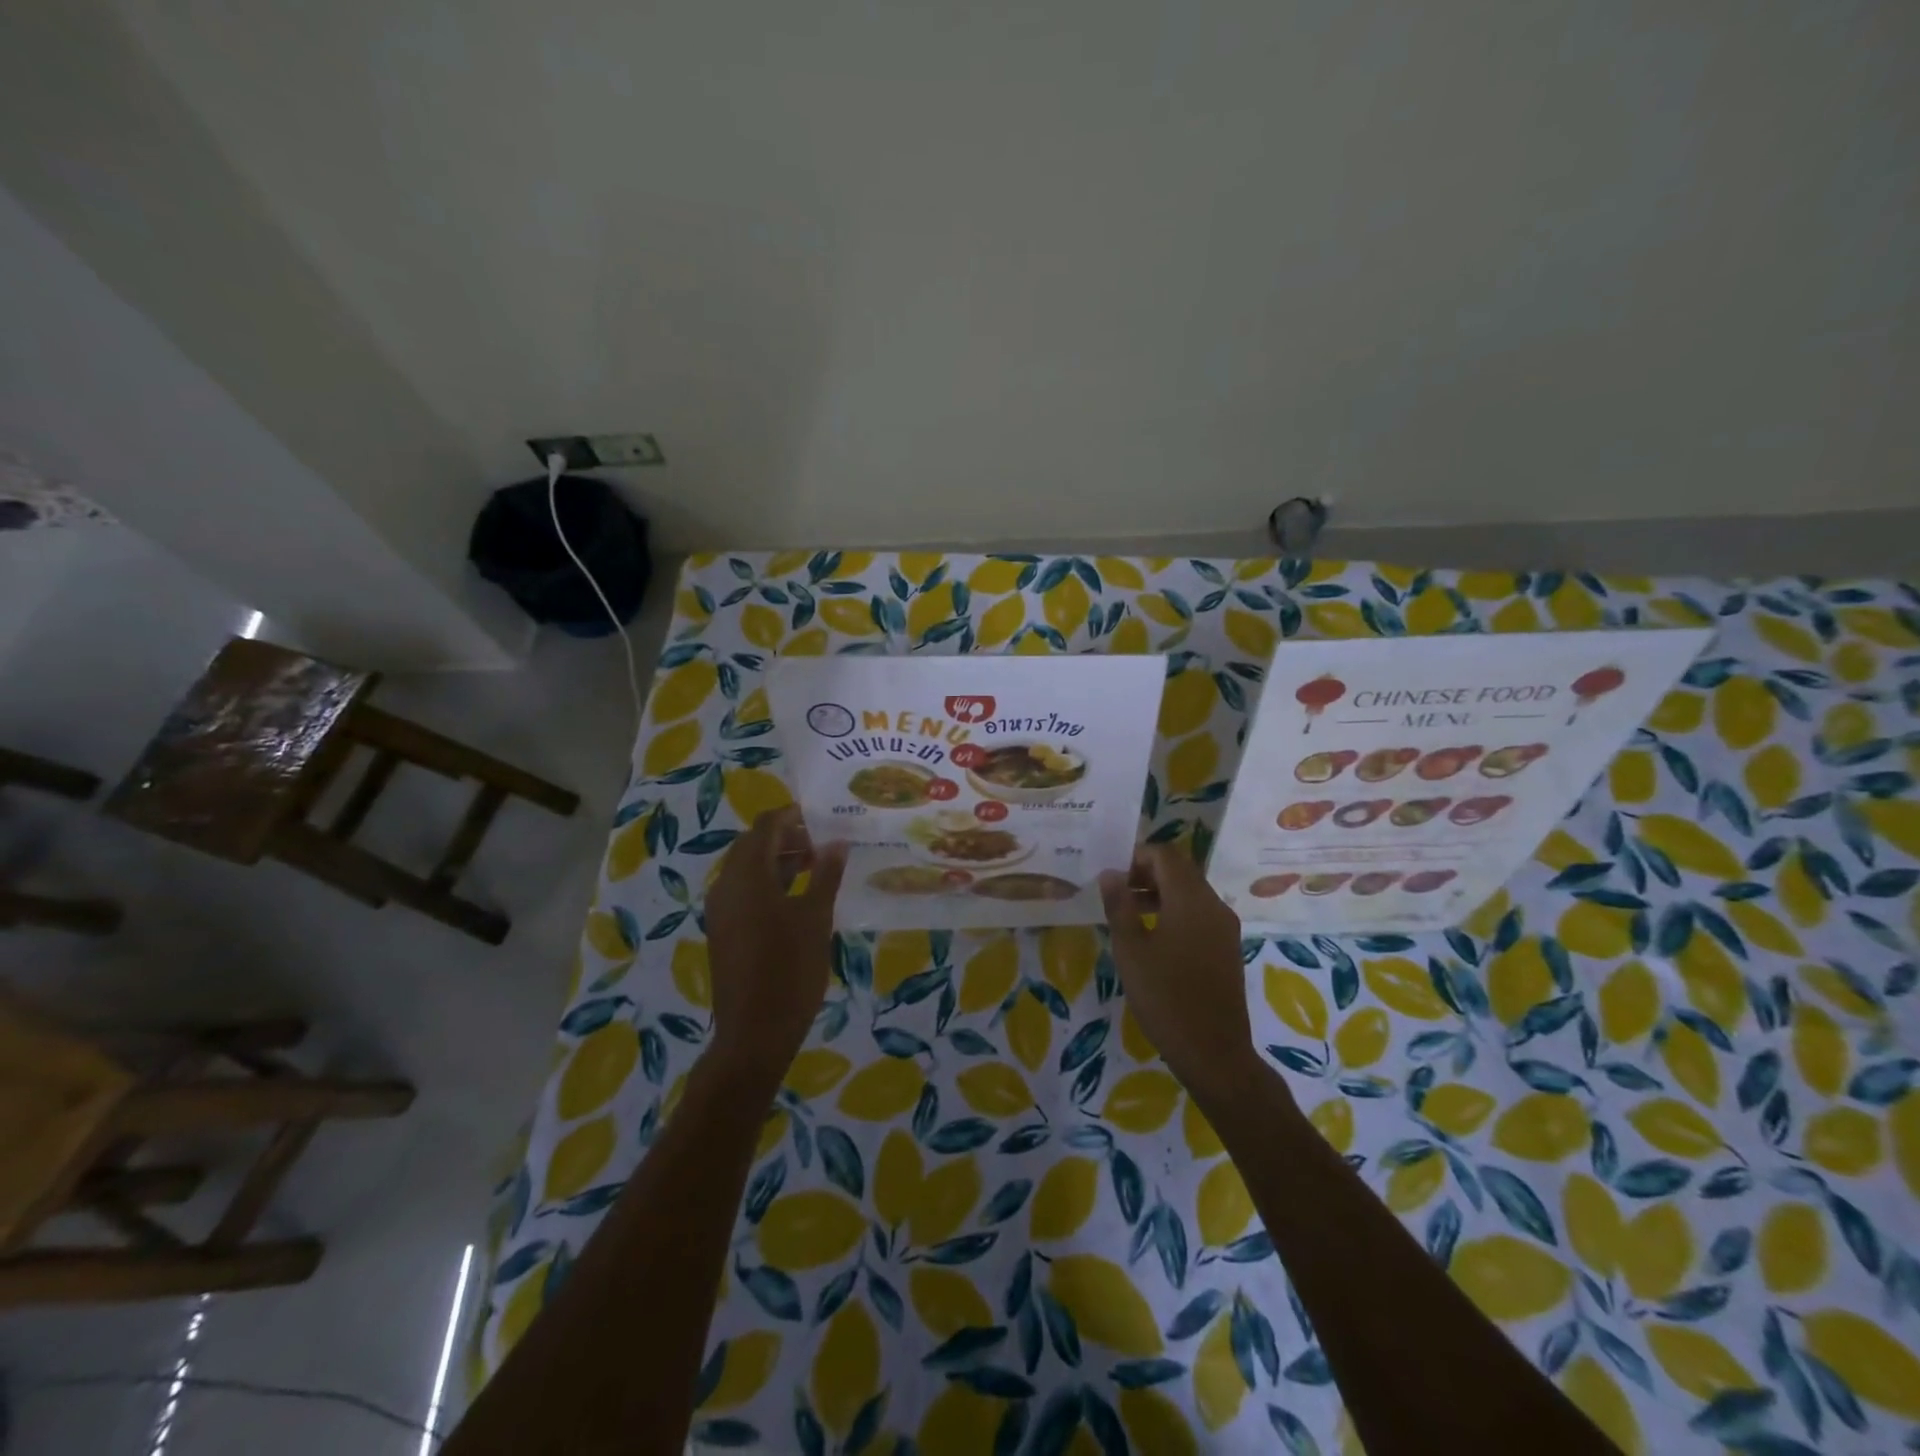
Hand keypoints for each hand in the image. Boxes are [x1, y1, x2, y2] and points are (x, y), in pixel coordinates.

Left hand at [705, 806, 847, 1076]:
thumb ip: (826, 874)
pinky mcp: (723, 930)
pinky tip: (797, 897)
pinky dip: (768, 883)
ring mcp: (721, 910)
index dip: (792, 816)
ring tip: (816, 866)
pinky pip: (744, 891)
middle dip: (786, 837)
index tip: (822, 817)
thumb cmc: (790, 970)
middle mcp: (726, 885)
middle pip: (753, 844)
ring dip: (778, 860)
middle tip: (822, 843)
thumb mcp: (816, 917)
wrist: (754, 1032)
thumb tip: (837, 842)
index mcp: (747, 875)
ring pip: (748, 869)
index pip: (765, 826)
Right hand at [1098, 844, 1269, 1107]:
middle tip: (1118, 893)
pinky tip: (1154, 937)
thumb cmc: (1165, 998)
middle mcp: (1214, 905)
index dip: (1137, 856)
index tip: (1113, 877)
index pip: (1166, 855)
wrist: (1214, 1052)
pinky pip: (1200, 913)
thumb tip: (1110, 874)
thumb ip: (1119, 906)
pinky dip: (1176, 911)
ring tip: (1129, 914)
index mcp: (1191, 900)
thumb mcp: (1131, 951)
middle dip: (1148, 873)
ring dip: (1160, 892)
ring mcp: (1225, 926)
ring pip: (1191, 891)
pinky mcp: (1228, 946)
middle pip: (1181, 870)